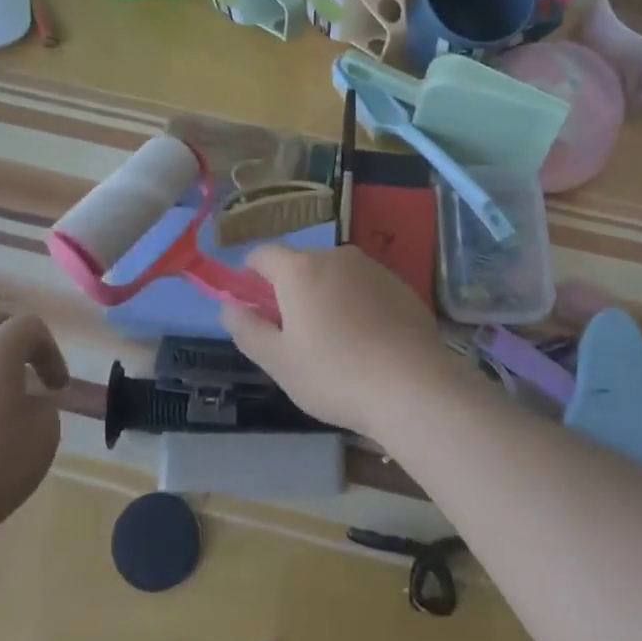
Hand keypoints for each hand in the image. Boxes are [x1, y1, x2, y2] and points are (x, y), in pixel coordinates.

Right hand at [220, 245, 447, 433]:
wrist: (412, 386)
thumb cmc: (334, 374)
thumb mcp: (278, 361)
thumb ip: (247, 329)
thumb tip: (229, 307)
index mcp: (300, 269)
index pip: (264, 254)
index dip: (250, 273)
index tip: (250, 300)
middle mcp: (337, 257)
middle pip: (302, 264)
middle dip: (291, 289)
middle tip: (292, 332)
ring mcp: (373, 268)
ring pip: (336, 275)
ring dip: (326, 296)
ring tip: (333, 340)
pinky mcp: (401, 285)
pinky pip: (366, 287)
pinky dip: (357, 304)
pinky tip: (367, 340)